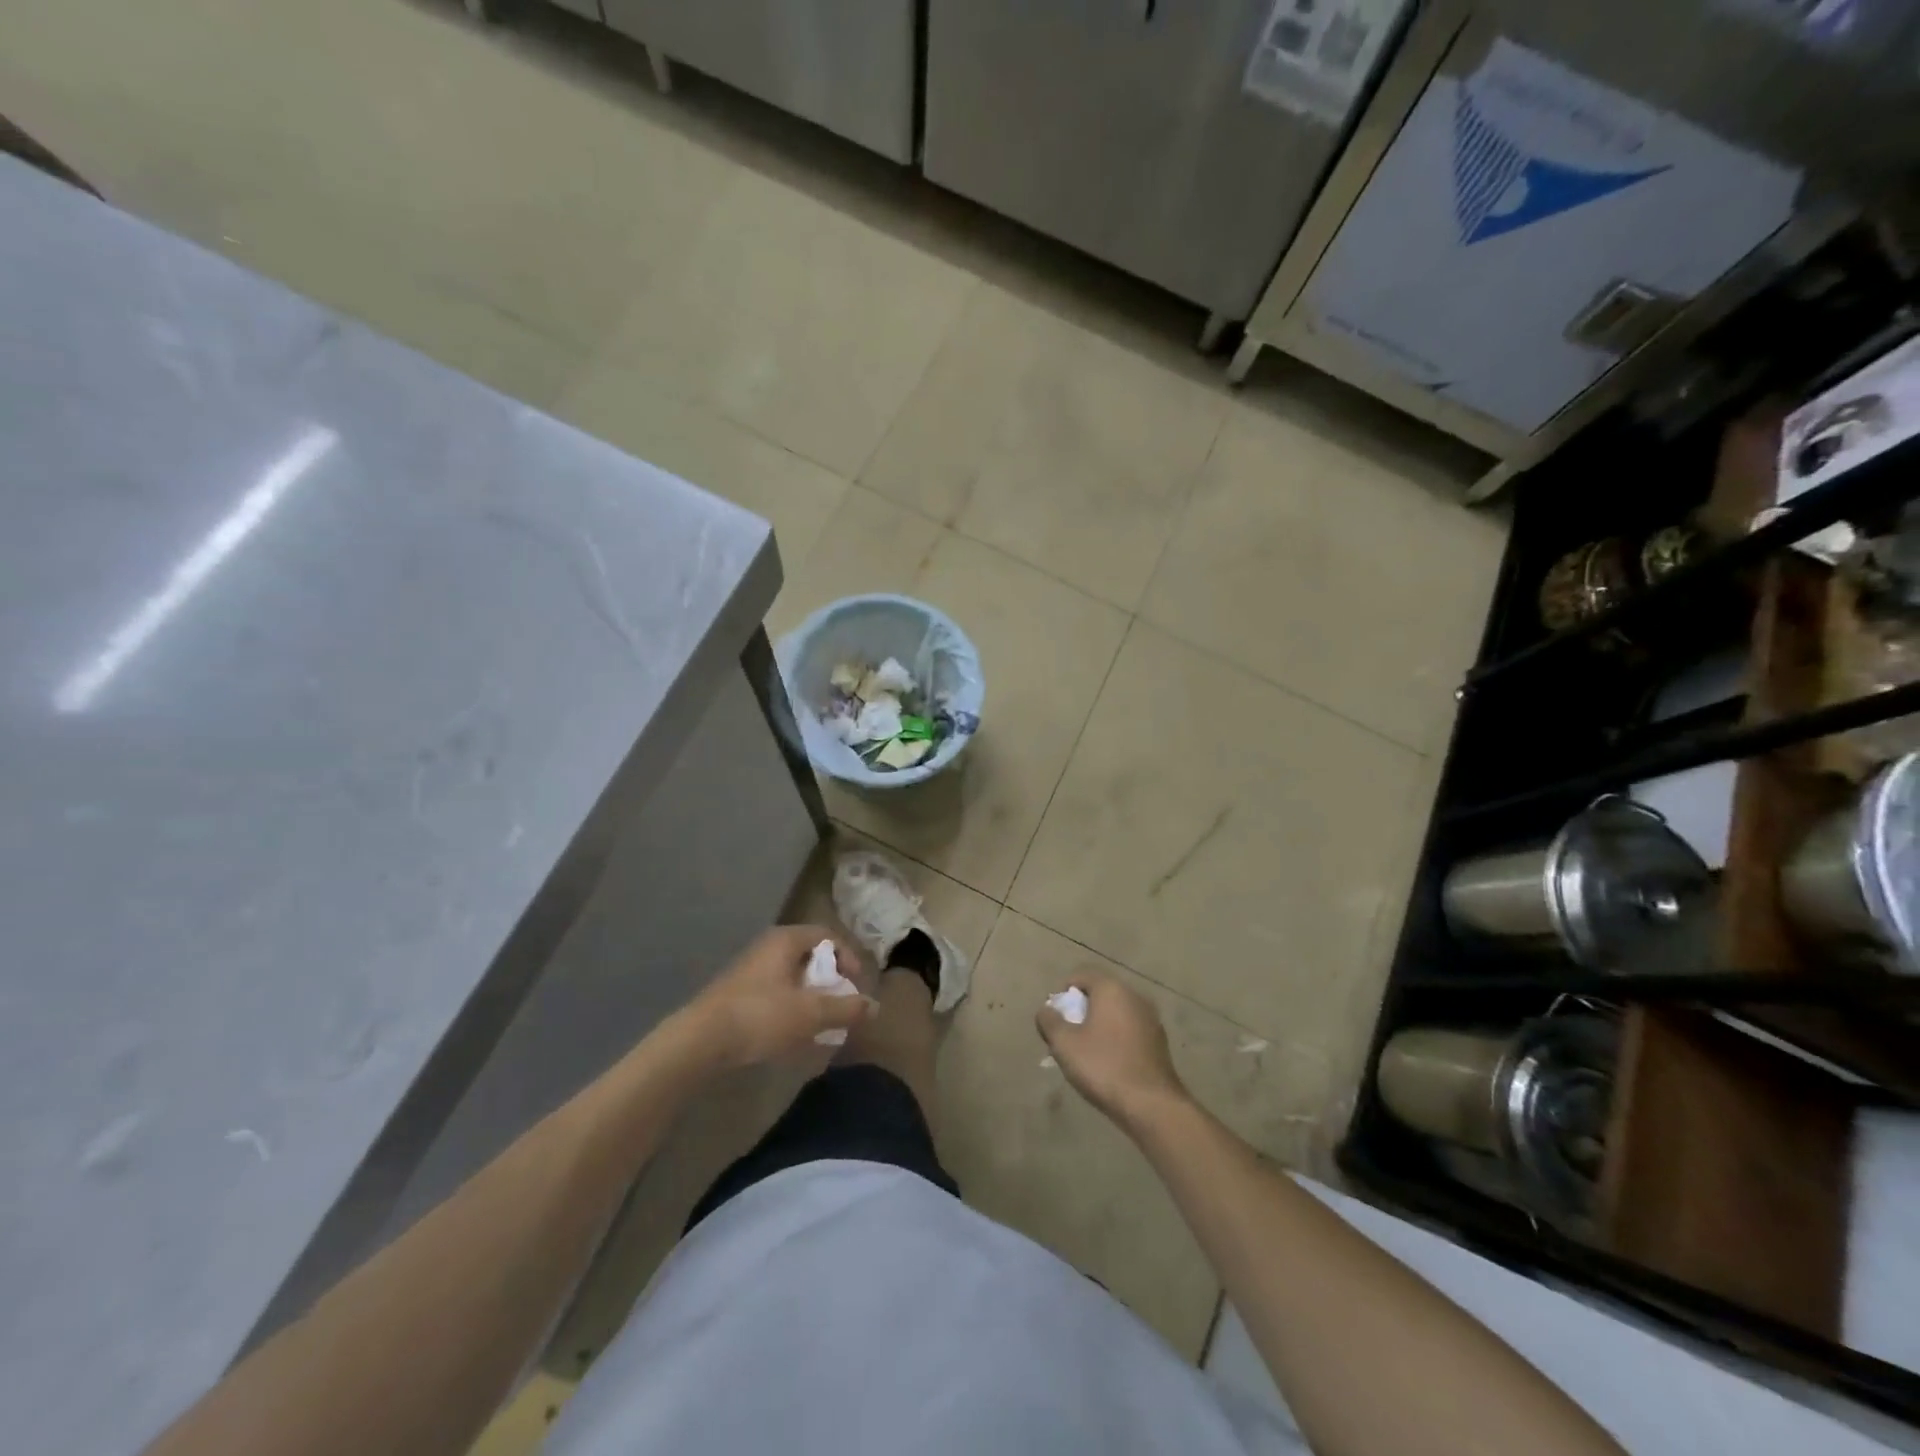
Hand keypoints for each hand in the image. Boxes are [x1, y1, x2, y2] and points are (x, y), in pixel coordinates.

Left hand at [678, 925, 872, 1069]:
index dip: (848, 957)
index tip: (856, 985)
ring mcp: (750, 971)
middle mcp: (768, 948)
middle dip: (830, 982)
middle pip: (810, 957)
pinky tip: (794, 1036)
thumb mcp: (811, 1013)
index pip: (827, 936)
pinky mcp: (738, 994)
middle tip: (841, 1005)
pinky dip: (791, 1009)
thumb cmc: (761, 1016)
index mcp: (785, 941)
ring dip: (811, 999)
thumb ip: (846, 1008)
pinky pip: (775, 995)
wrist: (700, 1041)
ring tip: (821, 1025)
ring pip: (792, 978)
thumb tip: (875, 1006)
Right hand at [1036, 972, 1190, 1131]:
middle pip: (1100, 992)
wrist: (1152, 1105)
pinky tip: (1109, 1063)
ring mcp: (1151, 1018)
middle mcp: (1134, 996)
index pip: (1082, 974)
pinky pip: (1130, 1029)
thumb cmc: (1103, 1067)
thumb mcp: (1064, 1044)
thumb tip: (1046, 1010)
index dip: (1063, 992)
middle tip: (1068, 1035)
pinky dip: (1116, 1037)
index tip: (1055, 1017)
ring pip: (1116, 1012)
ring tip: (1086, 1052)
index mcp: (1112, 989)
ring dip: (1099, 1024)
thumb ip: (1049, 1021)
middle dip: (1081, 1009)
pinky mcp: (1159, 1041)